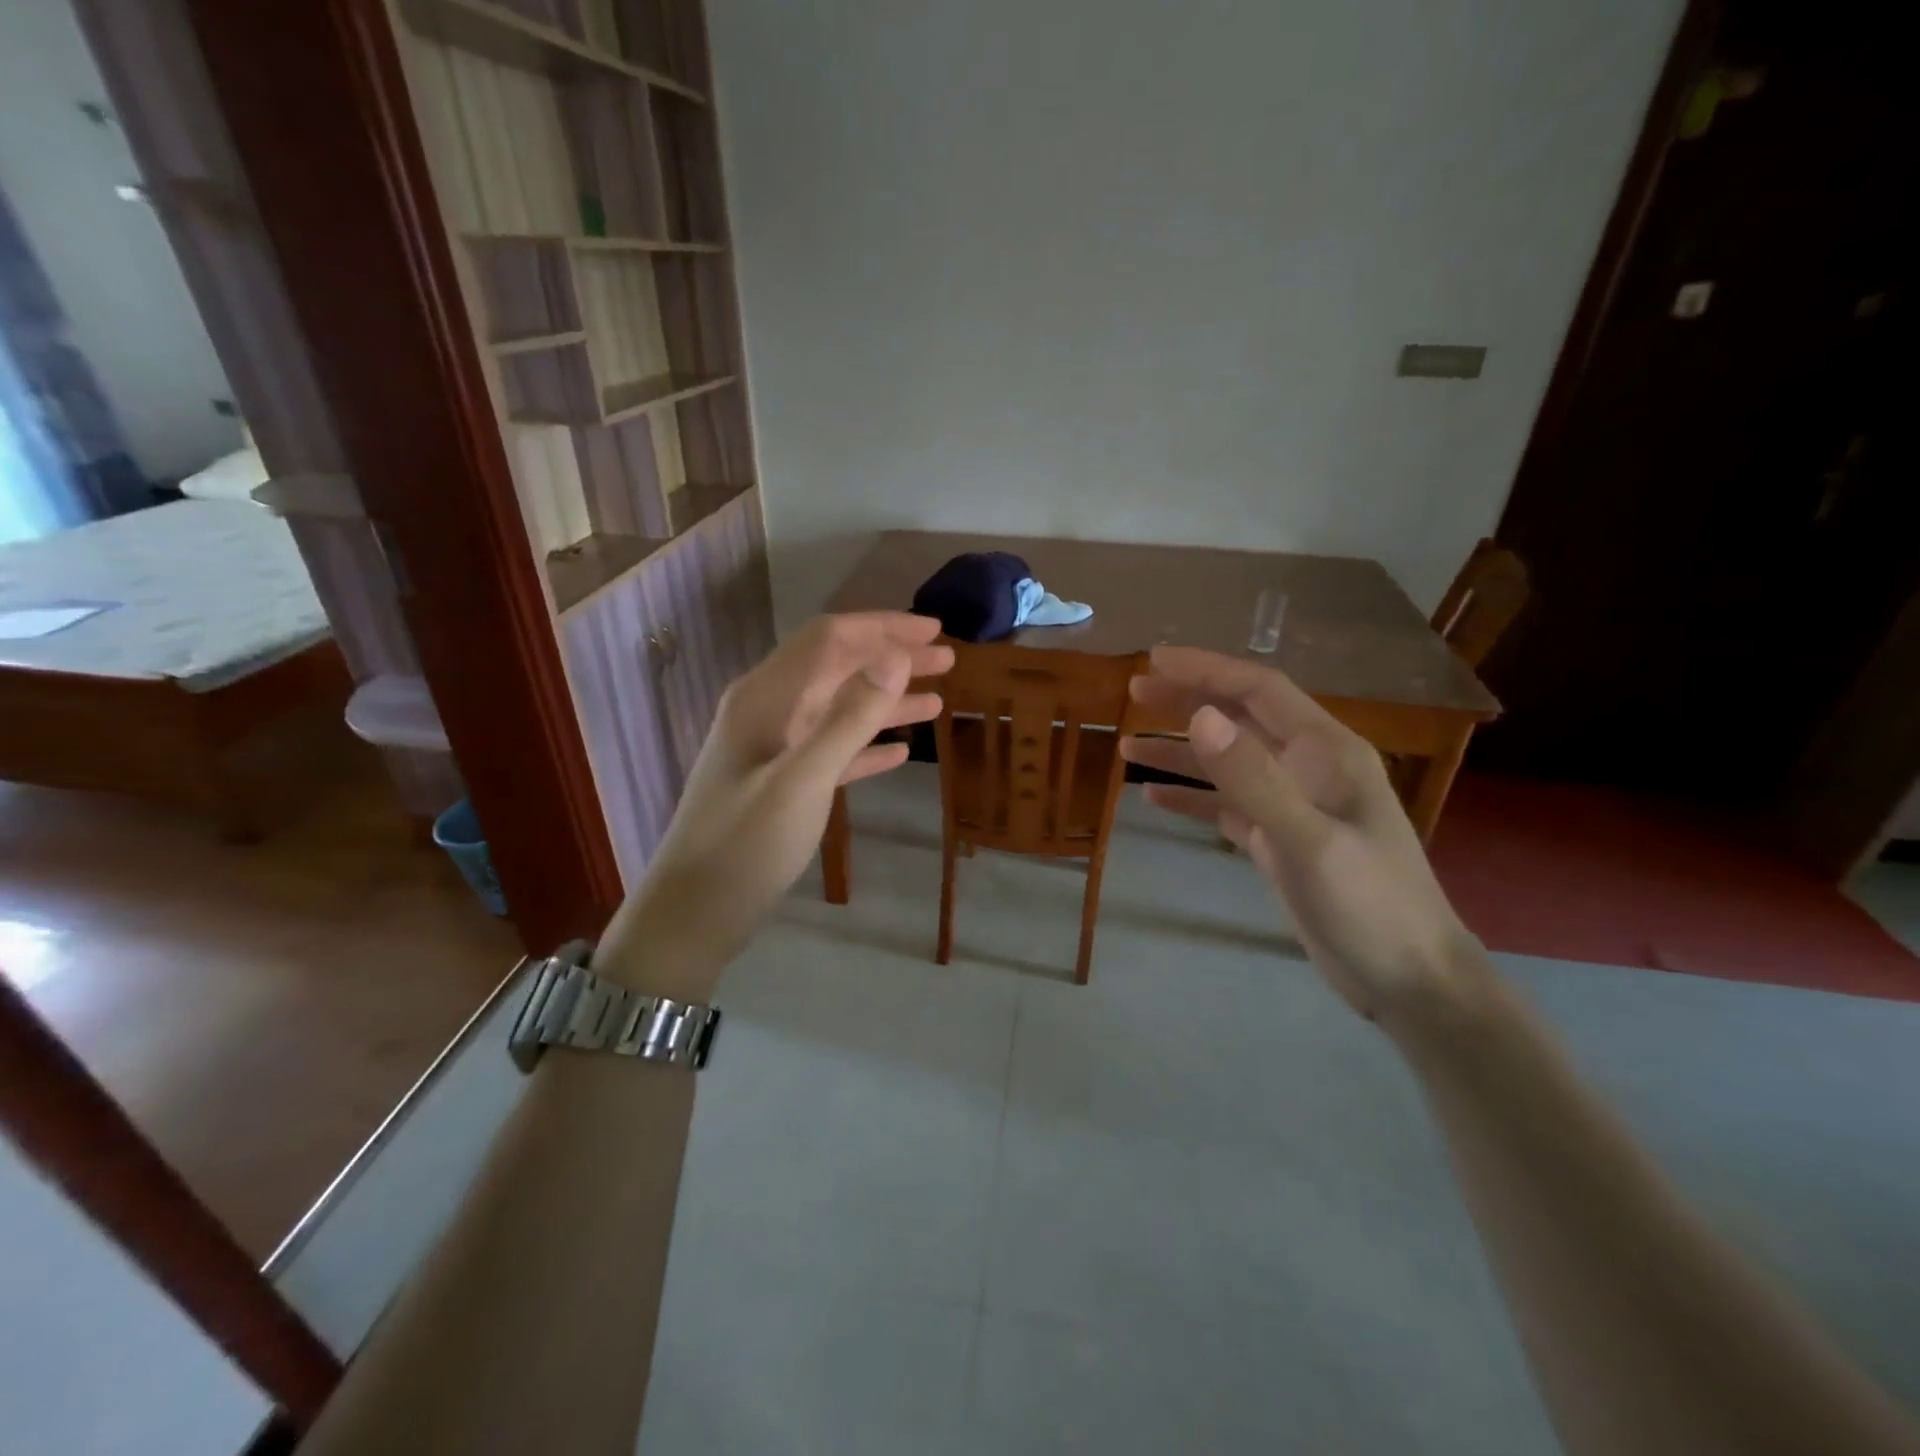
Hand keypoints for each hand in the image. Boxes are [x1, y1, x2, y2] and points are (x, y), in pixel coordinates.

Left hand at [598, 613, 953, 996]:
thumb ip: (849, 717)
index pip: (829, 639)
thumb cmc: (746, 844)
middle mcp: (768, 710)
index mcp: (765, 697)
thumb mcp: (803, 779)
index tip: (933, 630)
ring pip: (838, 709)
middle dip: (891, 658)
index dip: (882, 628)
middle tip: (946, 660)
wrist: (695, 912)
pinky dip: (867, 744)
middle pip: (838, 668)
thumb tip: (896, 657)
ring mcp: (774, 747)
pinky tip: (901, 749)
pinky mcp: (783, 782)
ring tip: (937, 699)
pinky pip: (832, 749)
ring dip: (886, 700)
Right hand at [1120, 646, 1481, 1022]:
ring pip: (1228, 765)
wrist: (1410, 980)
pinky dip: (1192, 800)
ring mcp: (1294, 806)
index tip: (1154, 659)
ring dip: (1180, 753)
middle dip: (1187, 702)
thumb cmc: (1369, 905)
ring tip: (1127, 747)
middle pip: (1240, 719)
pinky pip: (1227, 807)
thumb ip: (1252, 778)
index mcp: (1326, 751)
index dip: (1207, 669)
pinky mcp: (1280, 842)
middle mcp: (1308, 768)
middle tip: (1134, 692)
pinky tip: (1154, 800)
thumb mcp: (1308, 840)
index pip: (1259, 690)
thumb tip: (1198, 717)